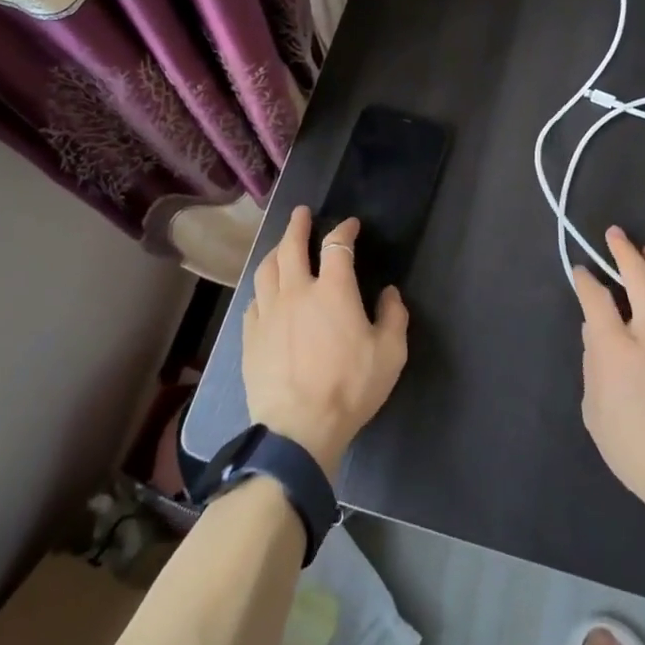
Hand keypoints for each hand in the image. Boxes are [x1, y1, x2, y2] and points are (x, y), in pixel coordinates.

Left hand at [243, 206, 408, 480]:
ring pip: (267, 268)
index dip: (344, 230)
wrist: (298, 430)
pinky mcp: (250, 335)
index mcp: (333, 291)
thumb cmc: (349, 389)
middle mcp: (297, 291)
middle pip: (292, 246)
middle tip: (301, 214)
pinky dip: (262, 287)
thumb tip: (389, 293)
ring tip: (282, 245)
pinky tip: (266, 291)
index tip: (350, 226)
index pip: (337, 246)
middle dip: (298, 225)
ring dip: (276, 250)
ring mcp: (269, 312)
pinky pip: (254, 299)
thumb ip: (394, 317)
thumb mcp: (390, 355)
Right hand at [575, 227, 644, 536]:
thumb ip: (593, 366)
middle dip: (623, 251)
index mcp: (617, 347)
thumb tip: (594, 331)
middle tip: (616, 235)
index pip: (596, 298)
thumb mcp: (595, 412)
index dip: (584, 280)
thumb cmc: (637, 451)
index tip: (581, 272)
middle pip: (639, 277)